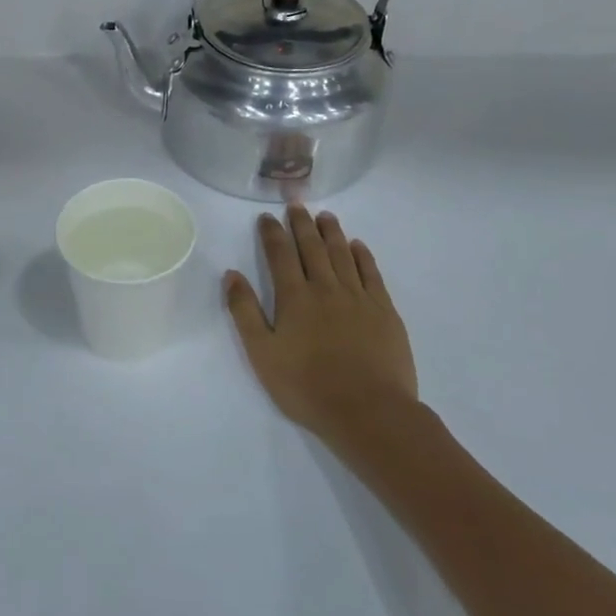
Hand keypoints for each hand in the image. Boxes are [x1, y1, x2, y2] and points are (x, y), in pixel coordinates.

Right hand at [224, 206, 418, 442]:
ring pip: (342, 254)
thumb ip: (245, 312)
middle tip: (296, 204)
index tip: (266, 217)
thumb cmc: (307, 386)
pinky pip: (371, 273)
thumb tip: (232, 275)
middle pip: (312, 247)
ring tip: (325, 215)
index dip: (272, 233)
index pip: (280, 255)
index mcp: (294, 298)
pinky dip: (363, 256)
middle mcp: (326, 288)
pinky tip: (357, 246)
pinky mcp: (384, 311)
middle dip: (302, 223)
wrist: (369, 411)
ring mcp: (358, 297)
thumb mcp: (262, 353)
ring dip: (332, 232)